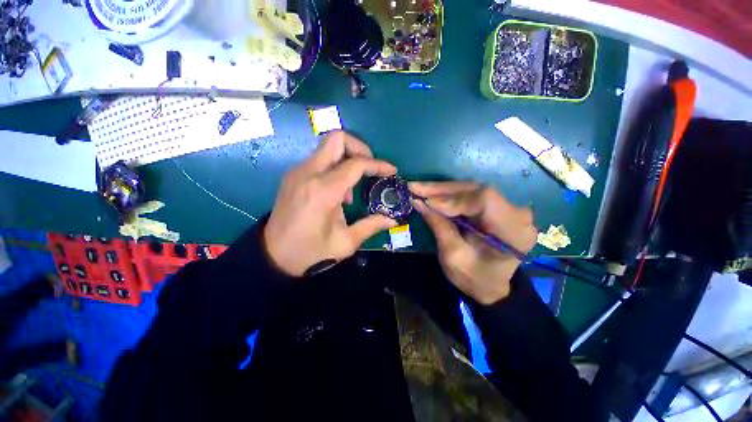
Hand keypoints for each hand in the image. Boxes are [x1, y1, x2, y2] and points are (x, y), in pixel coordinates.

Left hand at [264, 131, 398, 276]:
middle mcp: (308, 174)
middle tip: (370, 167)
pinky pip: (319, 159)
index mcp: (323, 191)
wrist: (272, 256)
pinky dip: (335, 165)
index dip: (378, 165)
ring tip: (353, 186)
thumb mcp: (345, 243)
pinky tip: (338, 190)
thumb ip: (370, 226)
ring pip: (327, 146)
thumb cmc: (310, 252)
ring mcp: (298, 172)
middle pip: (337, 139)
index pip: (355, 164)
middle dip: (360, 148)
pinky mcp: (293, 175)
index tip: (391, 171)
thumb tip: (393, 220)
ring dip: (347, 157)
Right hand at [409, 182, 537, 304]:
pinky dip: (448, 194)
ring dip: (442, 190)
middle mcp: (516, 212)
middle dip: (441, 190)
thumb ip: (439, 226)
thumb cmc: (474, 278)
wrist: (490, 285)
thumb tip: (418, 202)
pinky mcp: (496, 206)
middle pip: (476, 189)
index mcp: (512, 230)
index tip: (427, 203)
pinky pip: (470, 194)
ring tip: (418, 189)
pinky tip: (431, 193)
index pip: (484, 200)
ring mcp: (507, 207)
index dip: (453, 198)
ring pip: (471, 189)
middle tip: (414, 188)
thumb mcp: (453, 255)